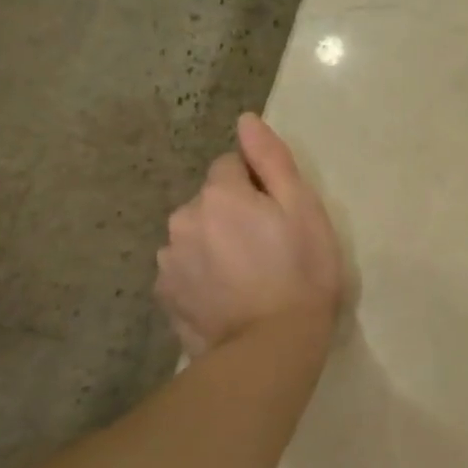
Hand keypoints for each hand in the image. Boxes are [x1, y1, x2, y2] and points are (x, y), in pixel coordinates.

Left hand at [155, 114, 343, 356]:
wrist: (272, 347)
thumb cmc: (301, 272)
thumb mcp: (302, 209)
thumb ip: (271, 160)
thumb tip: (245, 120)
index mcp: (219, 194)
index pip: (231, 166)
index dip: (257, 186)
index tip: (278, 216)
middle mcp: (183, 219)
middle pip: (210, 201)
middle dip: (232, 214)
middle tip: (267, 249)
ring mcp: (169, 260)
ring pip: (194, 235)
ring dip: (214, 244)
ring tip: (246, 278)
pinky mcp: (165, 295)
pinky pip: (184, 269)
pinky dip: (201, 275)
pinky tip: (226, 297)